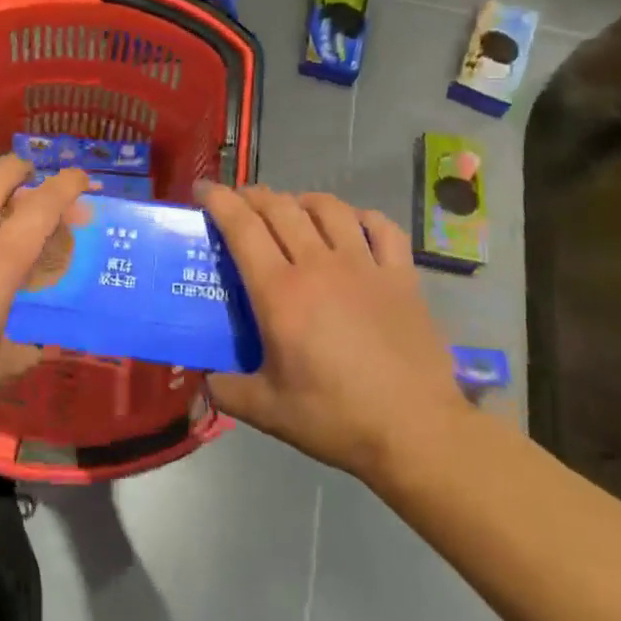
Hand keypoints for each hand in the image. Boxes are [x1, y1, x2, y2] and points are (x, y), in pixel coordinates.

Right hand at [200, 185, 469, 483]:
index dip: (218, 199)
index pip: (242, 226)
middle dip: (252, 196)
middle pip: (280, 208)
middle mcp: (318, 264)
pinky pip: (381, 227)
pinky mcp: (402, 277)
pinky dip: (360, 217)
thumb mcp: (268, 411)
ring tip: (291, 209)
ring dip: (301, 200)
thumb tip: (206, 379)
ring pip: (328, 208)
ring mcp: (364, 266)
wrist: (418, 432)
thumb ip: (227, 390)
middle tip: (239, 202)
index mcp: (279, 291)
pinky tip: (352, 225)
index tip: (202, 188)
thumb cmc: (337, 418)